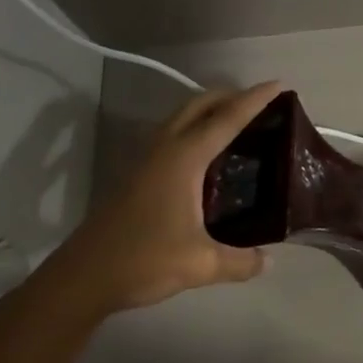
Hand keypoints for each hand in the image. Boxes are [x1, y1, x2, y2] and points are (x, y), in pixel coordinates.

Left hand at [26, 82, 281, 323]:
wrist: (83, 277)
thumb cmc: (143, 261)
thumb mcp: (200, 265)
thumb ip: (240, 262)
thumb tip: (268, 262)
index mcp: (184, 159)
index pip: (226, 119)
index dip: (254, 100)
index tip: (278, 84)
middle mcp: (165, 149)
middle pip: (199, 105)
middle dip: (230, 95)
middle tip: (261, 102)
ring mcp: (146, 159)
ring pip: (182, 117)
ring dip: (210, 110)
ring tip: (238, 121)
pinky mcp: (137, 174)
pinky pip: (173, 134)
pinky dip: (196, 129)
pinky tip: (208, 154)